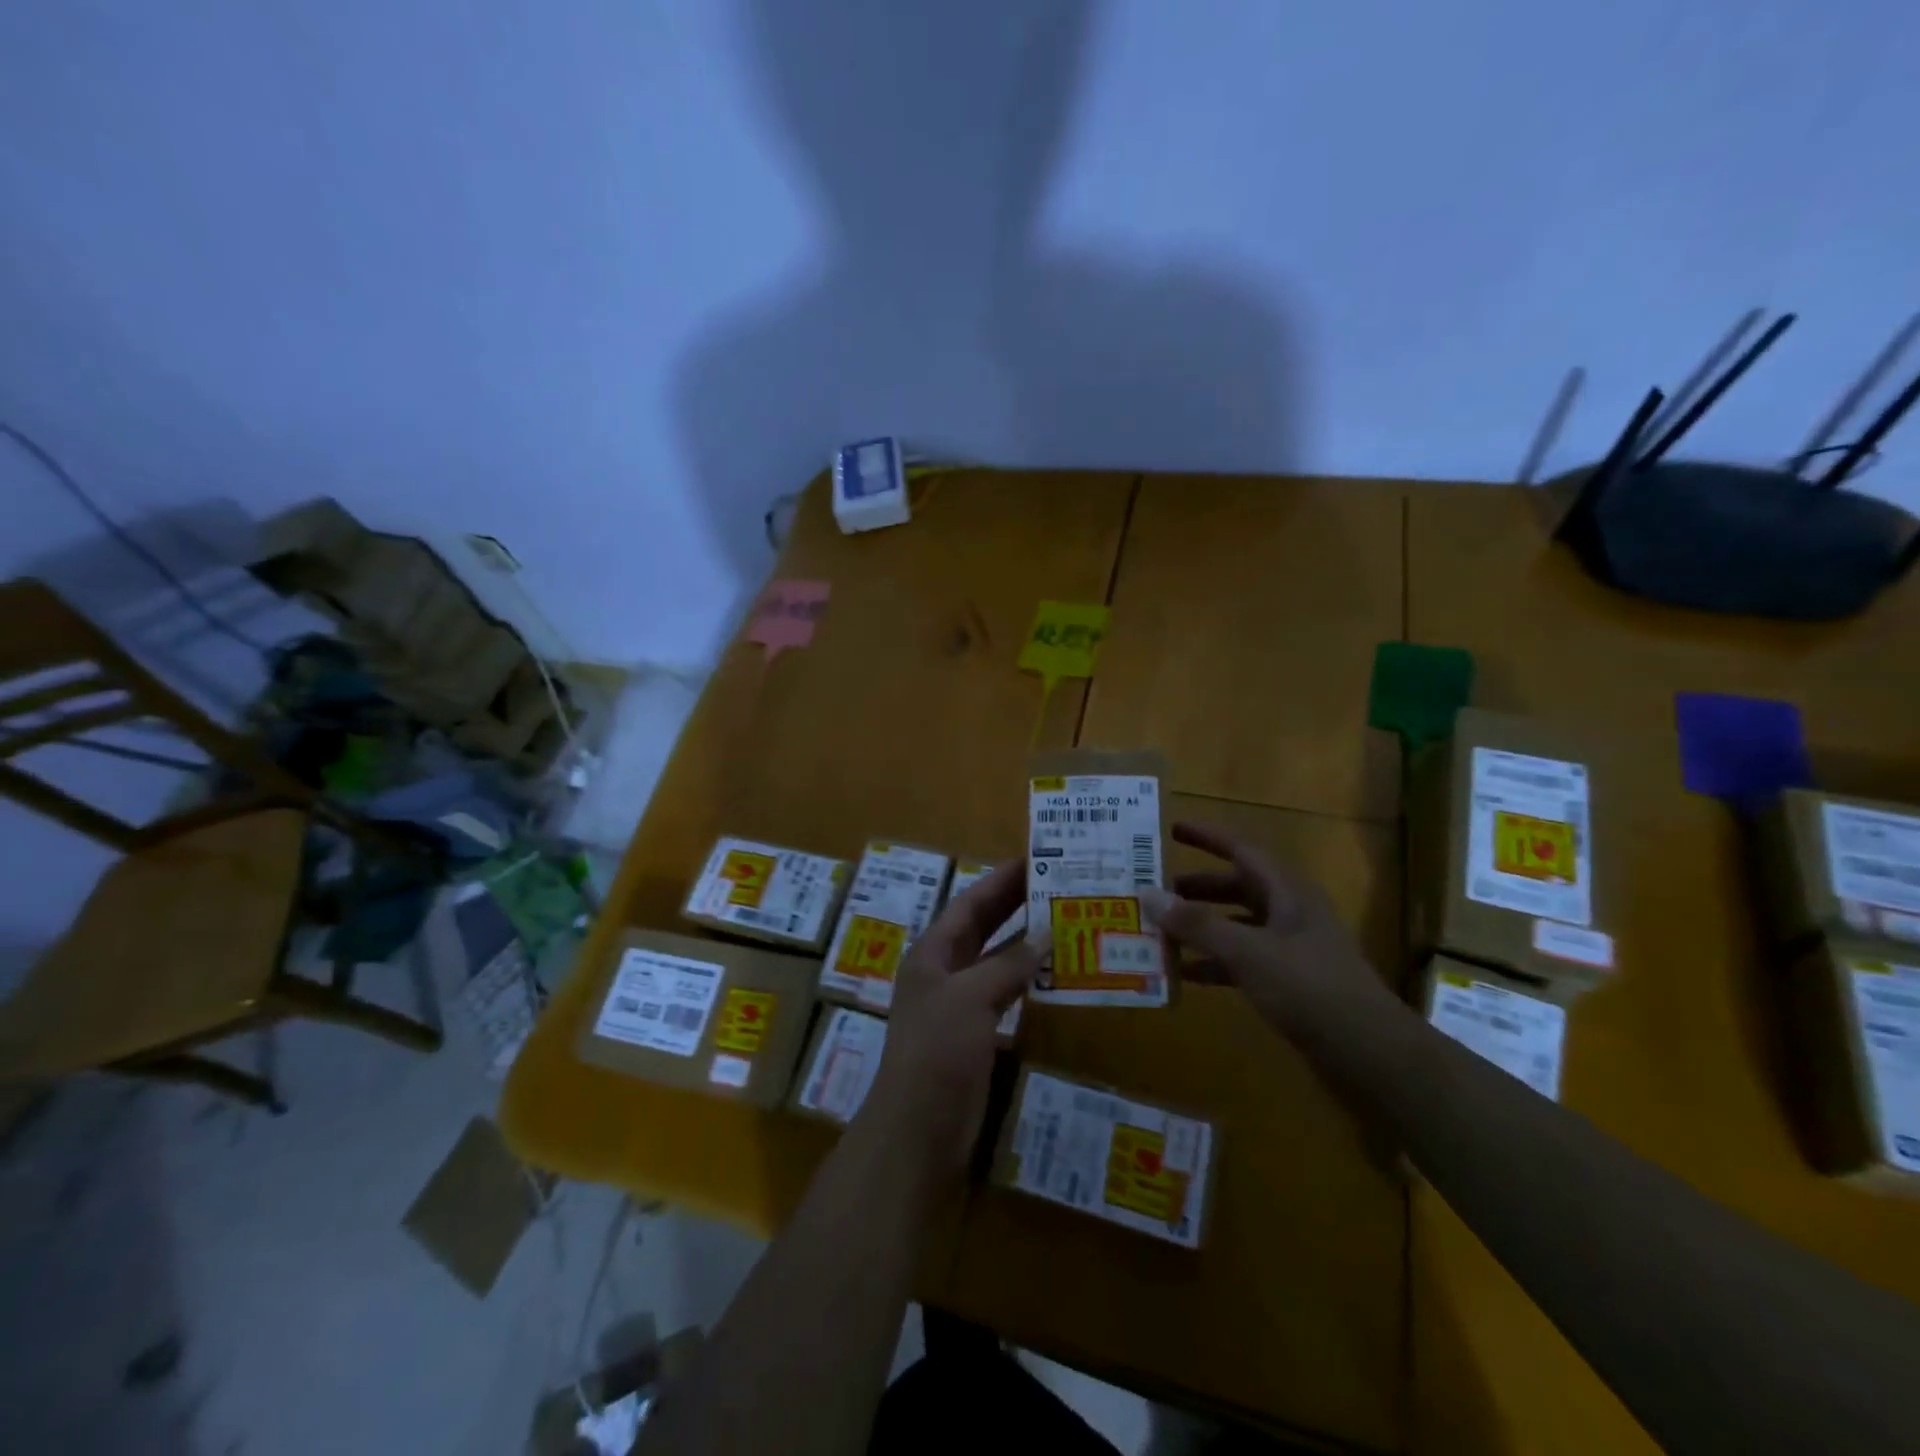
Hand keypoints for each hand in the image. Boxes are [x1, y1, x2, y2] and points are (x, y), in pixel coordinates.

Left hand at [861, 860, 1036, 1179]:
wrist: (919, 1128)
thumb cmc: (937, 1050)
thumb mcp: (970, 997)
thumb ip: (1008, 964)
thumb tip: (1047, 934)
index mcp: (931, 953)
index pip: (970, 904)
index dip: (1000, 881)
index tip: (1034, 859)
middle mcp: (942, 972)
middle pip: (982, 928)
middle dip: (1014, 905)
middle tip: (1055, 884)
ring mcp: (958, 1004)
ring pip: (996, 960)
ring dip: (1025, 943)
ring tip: (1063, 921)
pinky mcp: (975, 1034)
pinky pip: (1005, 994)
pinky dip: (1026, 980)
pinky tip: (1053, 973)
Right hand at [1142, 821, 1397, 1045]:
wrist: (1370, 1053)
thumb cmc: (1309, 988)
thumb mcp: (1247, 952)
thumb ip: (1198, 924)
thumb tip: (1149, 895)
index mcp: (1288, 892)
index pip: (1242, 850)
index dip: (1207, 838)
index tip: (1172, 830)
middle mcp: (1290, 913)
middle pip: (1238, 888)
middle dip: (1198, 888)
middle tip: (1158, 890)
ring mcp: (1292, 949)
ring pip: (1238, 926)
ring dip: (1202, 927)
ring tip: (1161, 930)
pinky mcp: (1290, 983)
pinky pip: (1243, 961)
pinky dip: (1214, 963)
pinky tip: (1184, 974)